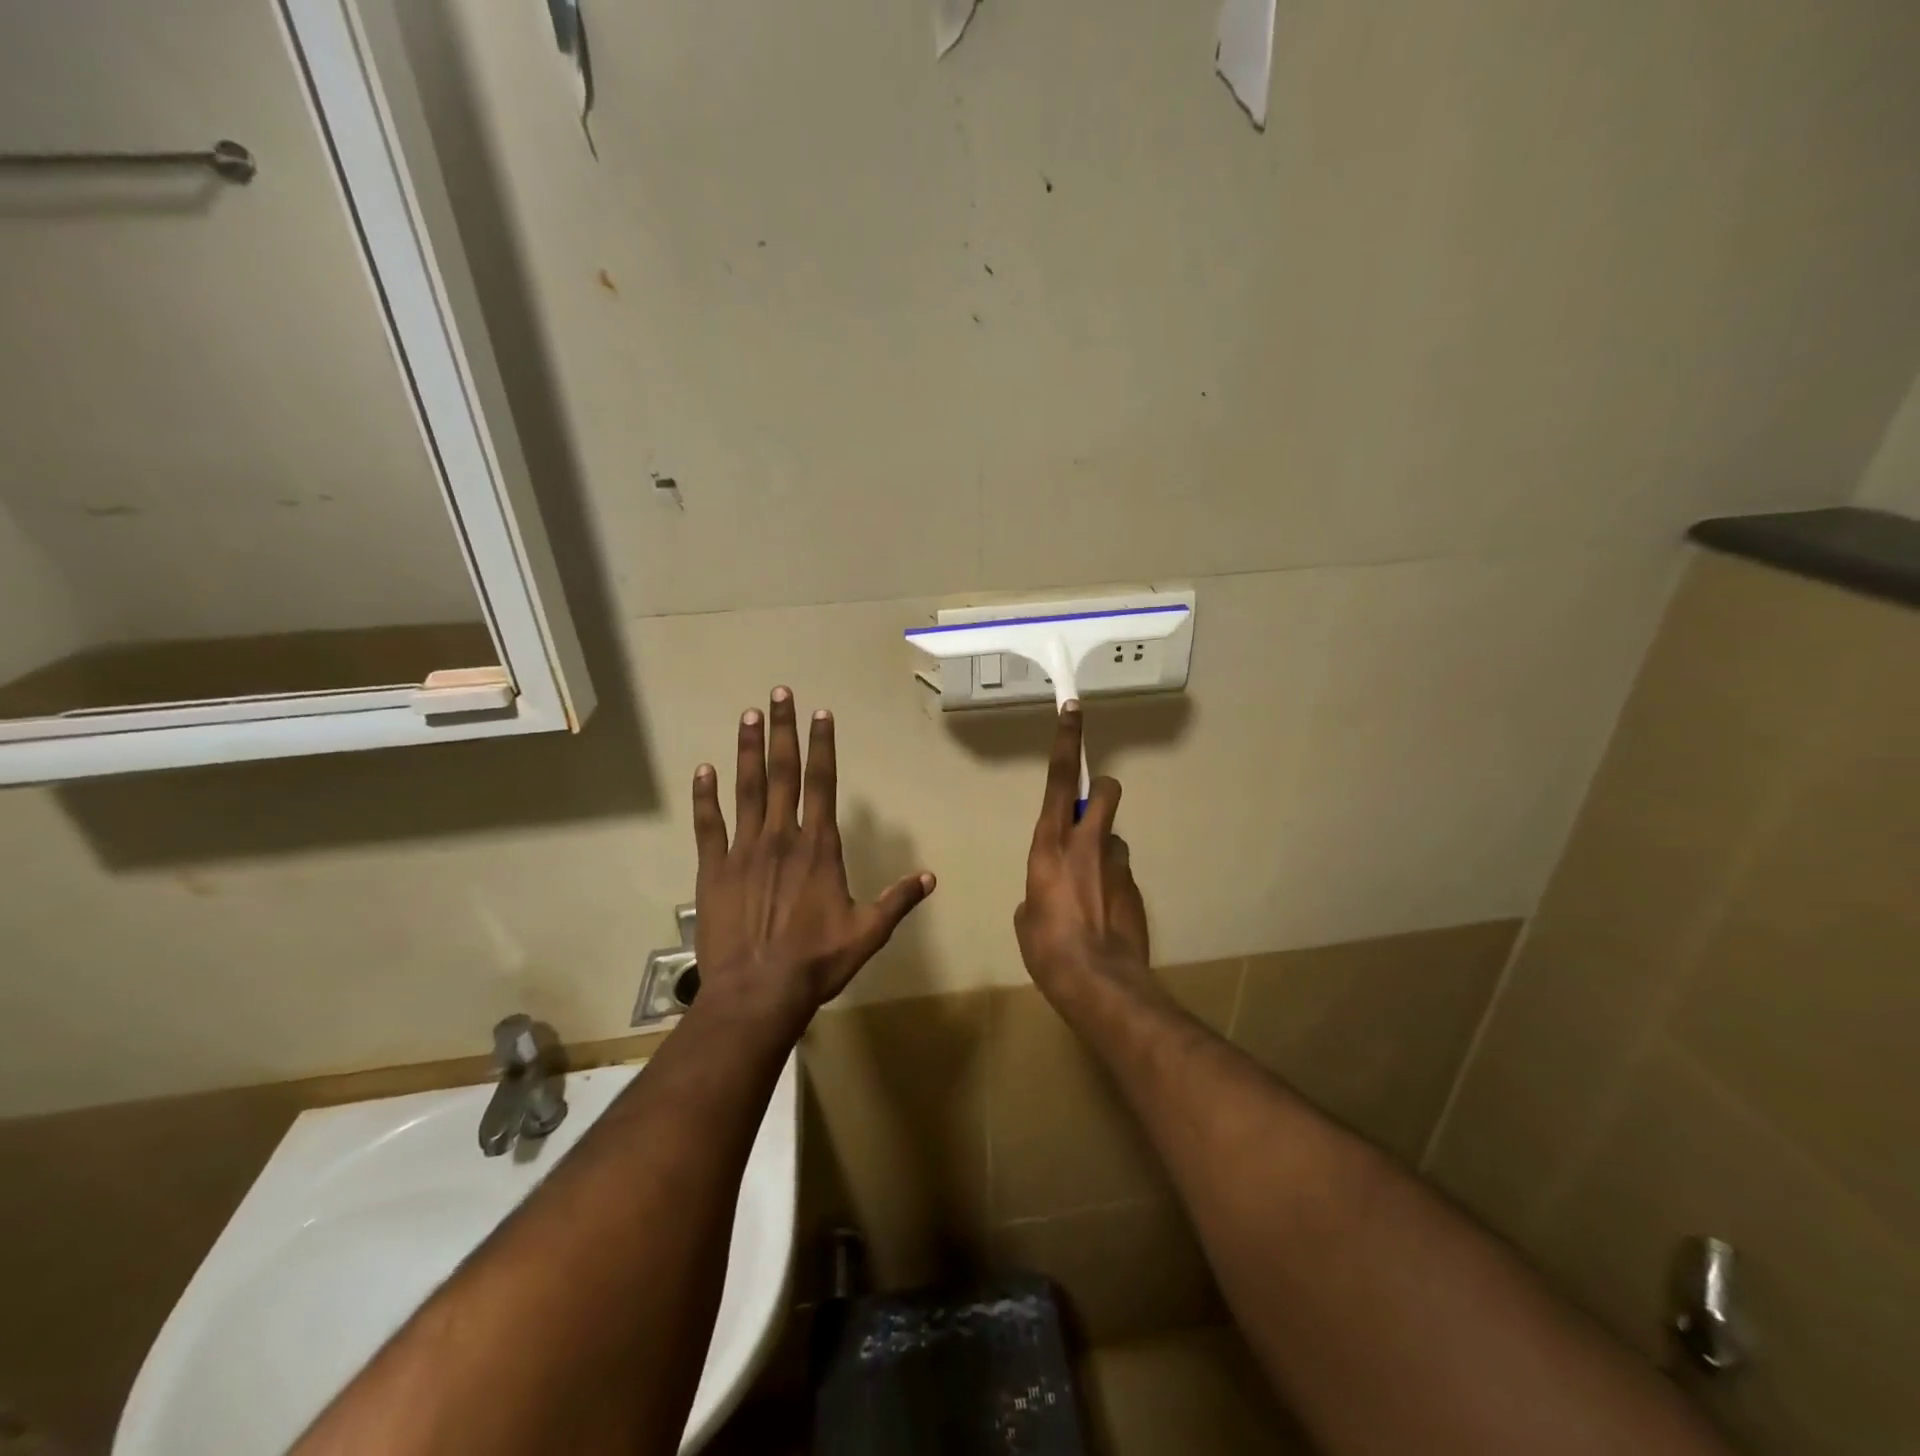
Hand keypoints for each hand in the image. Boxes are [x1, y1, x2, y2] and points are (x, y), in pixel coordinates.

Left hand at [691, 687, 934, 1033]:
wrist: (757, 993)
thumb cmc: (816, 962)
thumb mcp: (868, 933)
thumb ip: (898, 901)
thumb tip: (931, 878)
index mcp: (818, 847)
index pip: (822, 784)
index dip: (822, 746)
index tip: (820, 714)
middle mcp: (781, 837)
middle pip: (783, 773)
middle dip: (782, 731)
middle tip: (778, 694)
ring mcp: (743, 850)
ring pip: (746, 789)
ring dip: (747, 750)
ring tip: (747, 715)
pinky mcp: (713, 869)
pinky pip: (708, 825)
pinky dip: (705, 796)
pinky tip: (704, 769)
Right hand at [1014, 703, 1151, 1006]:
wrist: (1098, 983)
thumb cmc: (1046, 946)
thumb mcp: (1026, 915)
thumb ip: (1036, 889)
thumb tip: (1047, 892)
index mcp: (1049, 843)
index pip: (1060, 778)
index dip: (1067, 740)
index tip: (1074, 708)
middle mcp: (1087, 842)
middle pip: (1107, 791)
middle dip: (1102, 795)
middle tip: (1090, 821)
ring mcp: (1117, 863)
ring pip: (1114, 838)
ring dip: (1104, 852)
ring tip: (1093, 894)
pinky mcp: (1136, 887)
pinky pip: (1121, 873)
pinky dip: (1112, 887)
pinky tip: (1104, 919)